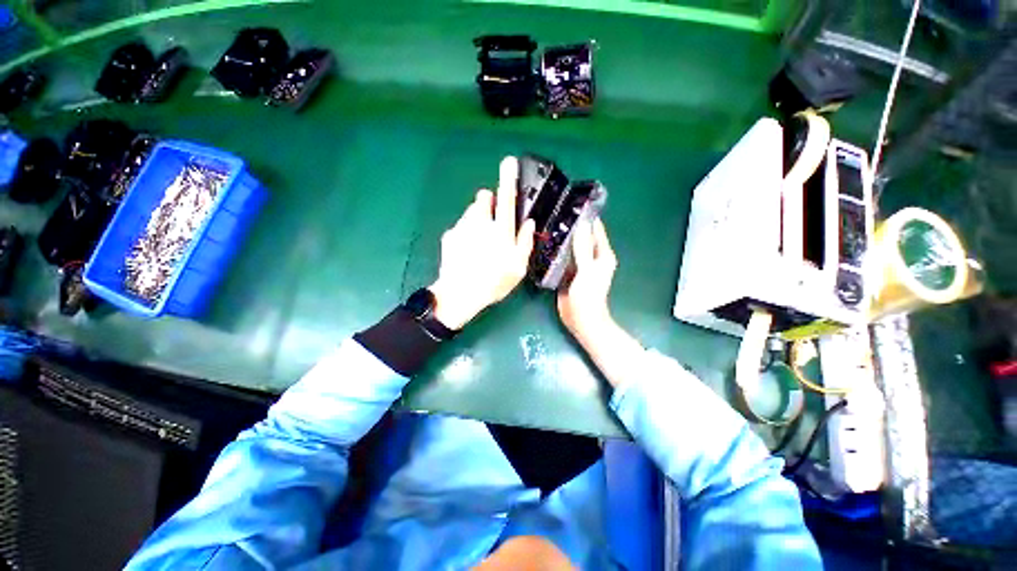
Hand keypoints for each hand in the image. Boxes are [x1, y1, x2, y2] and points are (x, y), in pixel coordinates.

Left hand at [429, 157, 535, 329]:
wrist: (460, 294)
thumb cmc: (494, 282)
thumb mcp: (518, 267)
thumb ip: (525, 242)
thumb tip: (529, 223)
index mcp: (501, 230)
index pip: (507, 198)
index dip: (509, 178)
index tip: (509, 161)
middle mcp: (481, 223)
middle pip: (484, 197)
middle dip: (490, 202)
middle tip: (493, 220)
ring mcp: (462, 227)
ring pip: (471, 211)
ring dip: (477, 218)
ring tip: (480, 241)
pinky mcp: (449, 235)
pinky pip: (460, 226)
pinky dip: (465, 232)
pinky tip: (466, 250)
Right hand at [557, 218, 617, 348]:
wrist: (581, 319)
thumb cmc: (589, 295)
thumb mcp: (587, 270)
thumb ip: (583, 248)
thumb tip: (582, 225)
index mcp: (602, 255)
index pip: (596, 230)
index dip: (587, 217)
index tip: (574, 203)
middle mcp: (592, 257)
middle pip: (582, 237)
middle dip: (571, 226)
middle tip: (555, 212)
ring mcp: (579, 265)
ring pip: (571, 247)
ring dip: (563, 238)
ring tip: (548, 224)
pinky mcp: (569, 272)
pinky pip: (563, 257)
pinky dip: (557, 251)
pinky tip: (546, 244)